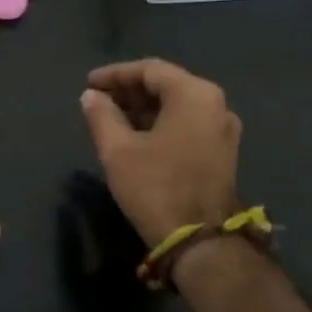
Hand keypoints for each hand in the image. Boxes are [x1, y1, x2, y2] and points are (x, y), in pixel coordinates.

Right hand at [79, 59, 242, 248]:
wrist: (200, 241)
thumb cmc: (156, 188)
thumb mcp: (118, 151)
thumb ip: (102, 116)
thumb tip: (91, 96)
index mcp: (194, 95)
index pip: (150, 70)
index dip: (115, 74)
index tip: (89, 83)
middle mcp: (216, 105)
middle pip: (167, 85)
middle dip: (129, 91)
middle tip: (97, 100)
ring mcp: (223, 130)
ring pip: (177, 107)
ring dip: (143, 109)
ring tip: (110, 118)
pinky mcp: (221, 153)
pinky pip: (186, 125)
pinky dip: (159, 124)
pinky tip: (134, 137)